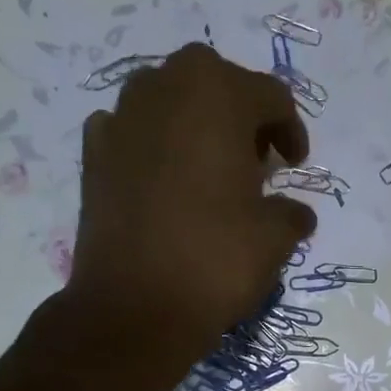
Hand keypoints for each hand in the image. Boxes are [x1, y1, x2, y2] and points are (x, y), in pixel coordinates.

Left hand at [65, 43, 317, 375]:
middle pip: (215, 82)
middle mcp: (164, 87)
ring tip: (210, 170)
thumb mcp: (275, 238)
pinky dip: (152, 145)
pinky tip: (164, 181)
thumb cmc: (215, 260)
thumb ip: (292, 213)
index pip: (270, 95)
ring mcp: (121, 118)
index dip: (291, 129)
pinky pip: (132, 132)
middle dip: (240, 114)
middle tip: (256, 160)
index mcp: (217, 94)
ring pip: (168, 99)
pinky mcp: (93, 155)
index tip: (295, 165)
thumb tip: (296, 214)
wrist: (134, 308)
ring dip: (195, 123)